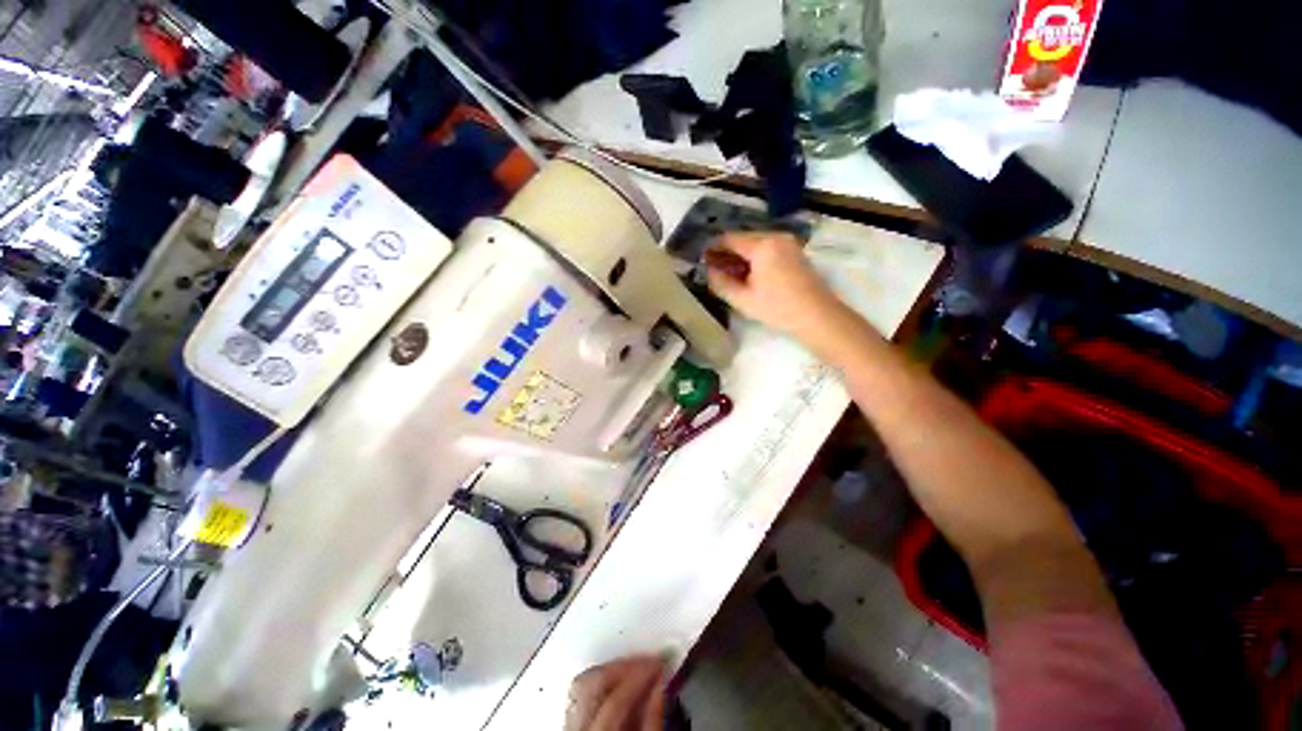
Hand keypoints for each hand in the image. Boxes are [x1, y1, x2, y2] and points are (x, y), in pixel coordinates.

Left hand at [565, 657, 666, 730]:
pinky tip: (620, 684)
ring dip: (611, 671)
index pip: (615, 700)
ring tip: (637, 669)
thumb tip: (660, 684)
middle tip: (650, 662)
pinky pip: (580, 696)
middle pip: (592, 684)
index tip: (661, 662)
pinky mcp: (569, 729)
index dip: (640, 675)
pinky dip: (601, 683)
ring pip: (583, 685)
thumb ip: (652, 723)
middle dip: (624, 666)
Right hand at [705, 233, 846, 339]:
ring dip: (740, 256)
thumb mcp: (743, 299)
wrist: (817, 316)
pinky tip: (749, 275)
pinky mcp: (795, 251)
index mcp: (762, 245)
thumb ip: (721, 283)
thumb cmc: (777, 308)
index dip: (712, 249)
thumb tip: (708, 271)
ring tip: (729, 275)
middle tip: (714, 270)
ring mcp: (788, 242)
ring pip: (755, 244)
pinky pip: (768, 248)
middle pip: (742, 239)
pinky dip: (755, 258)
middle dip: (727, 253)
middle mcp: (775, 236)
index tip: (702, 261)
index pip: (729, 239)